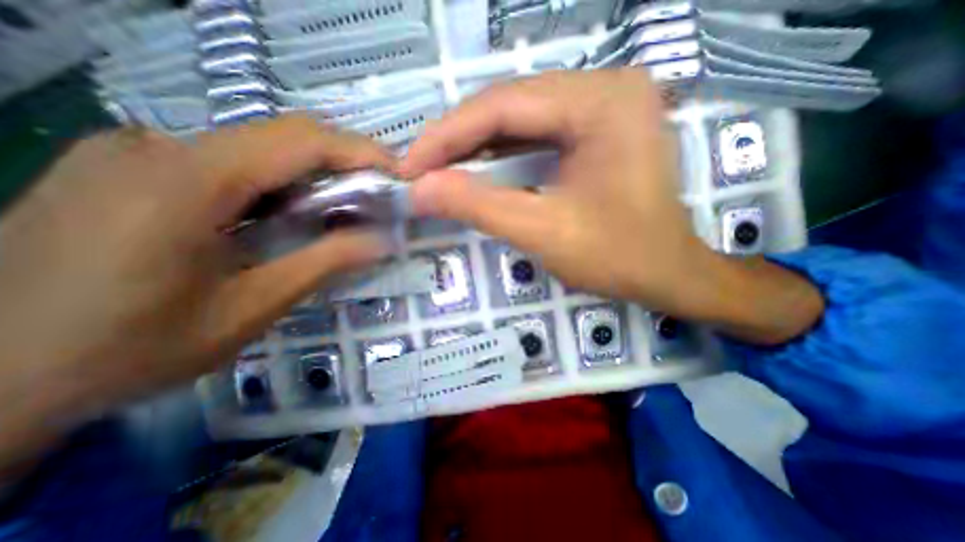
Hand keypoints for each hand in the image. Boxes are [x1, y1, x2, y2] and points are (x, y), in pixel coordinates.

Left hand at [1, 117, 392, 474]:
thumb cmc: (133, 348)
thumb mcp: (252, 307)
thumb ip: (324, 263)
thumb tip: (383, 240)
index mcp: (190, 180)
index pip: (300, 140)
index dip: (359, 151)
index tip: (397, 172)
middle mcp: (160, 147)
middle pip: (279, 138)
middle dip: (339, 164)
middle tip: (373, 197)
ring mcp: (134, 152)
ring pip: (254, 151)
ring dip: (305, 179)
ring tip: (331, 215)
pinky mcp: (125, 168)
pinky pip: (224, 163)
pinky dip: (270, 185)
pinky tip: (277, 219)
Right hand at [402, 73, 705, 315]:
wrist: (668, 275)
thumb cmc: (618, 257)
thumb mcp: (543, 232)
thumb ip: (478, 206)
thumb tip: (420, 190)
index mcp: (601, 102)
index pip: (503, 106)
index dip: (447, 136)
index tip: (410, 167)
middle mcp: (604, 88)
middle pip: (510, 106)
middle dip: (458, 141)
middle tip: (420, 171)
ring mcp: (603, 107)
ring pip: (520, 119)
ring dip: (476, 147)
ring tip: (439, 172)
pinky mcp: (597, 129)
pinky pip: (537, 134)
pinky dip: (502, 154)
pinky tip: (477, 171)